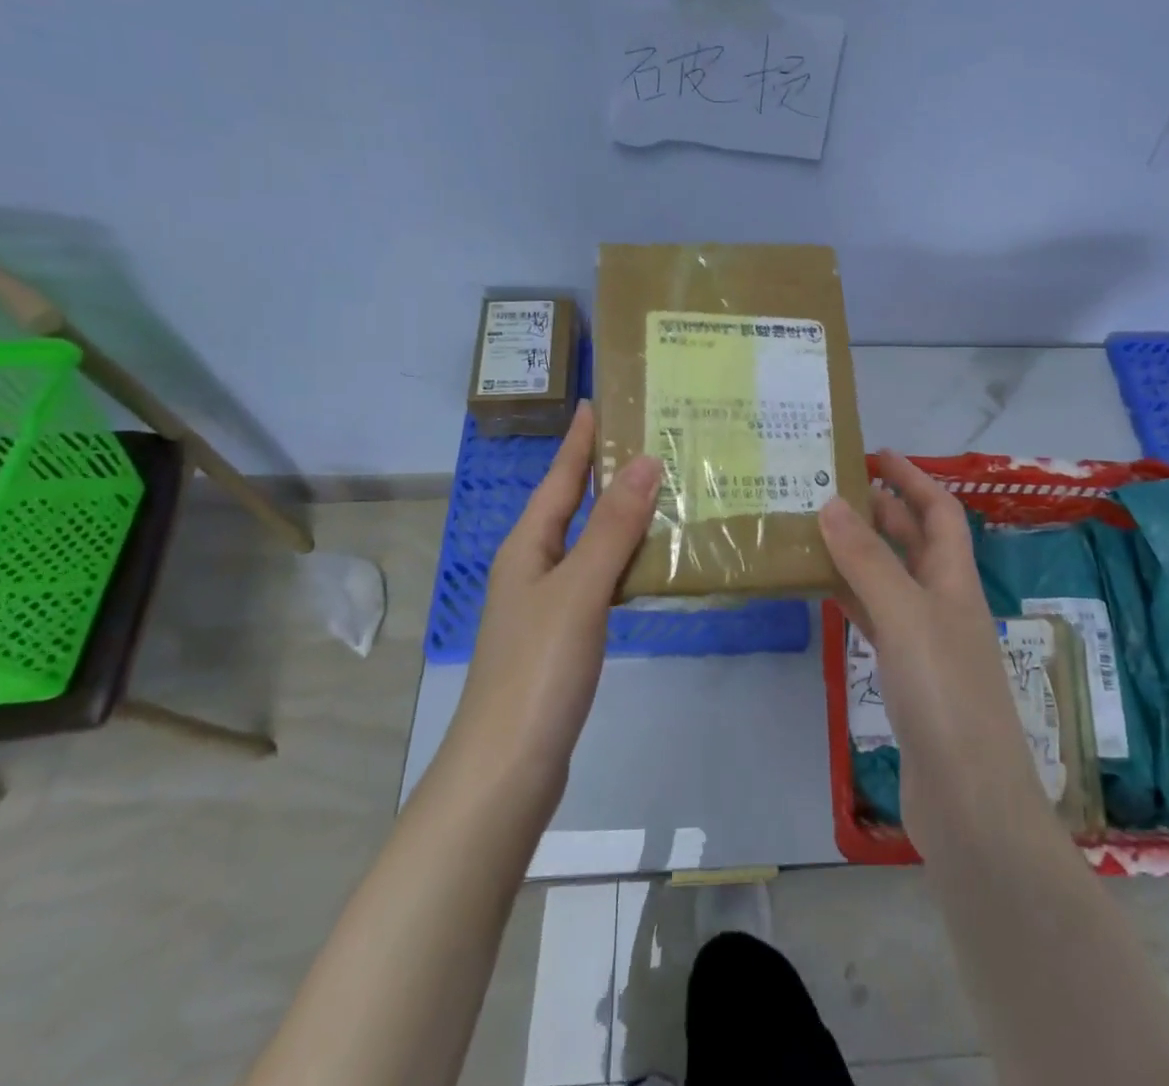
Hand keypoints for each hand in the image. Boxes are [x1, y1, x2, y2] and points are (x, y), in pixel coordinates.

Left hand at [450, 402, 661, 816]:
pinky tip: (649, 561)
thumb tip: (645, 461)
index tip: (597, 402)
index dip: (577, 441)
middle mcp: (532, 567)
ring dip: (618, 515)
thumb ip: (613, 527)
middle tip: (647, 440)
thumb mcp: (579, 589)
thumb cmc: (539, 668)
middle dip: (602, 472)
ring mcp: (546, 604)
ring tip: (660, 490)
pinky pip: (597, 578)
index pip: (558, 478)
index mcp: (528, 547)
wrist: (508, 767)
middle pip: (570, 506)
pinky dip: (623, 559)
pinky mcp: (564, 636)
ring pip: (587, 543)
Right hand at [819, 451, 1045, 830]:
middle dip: (881, 510)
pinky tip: (821, 590)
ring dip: (860, 552)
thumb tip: (832, 502)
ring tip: (815, 529)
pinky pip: (875, 619)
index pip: (940, 511)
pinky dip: (850, 597)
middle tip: (830, 488)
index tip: (875, 453)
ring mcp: (926, 642)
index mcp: (956, 580)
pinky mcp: (906, 677)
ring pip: (890, 579)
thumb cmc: (946, 695)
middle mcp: (944, 603)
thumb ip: (868, 559)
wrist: (969, 803)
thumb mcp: (906, 615)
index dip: (913, 478)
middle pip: (914, 541)